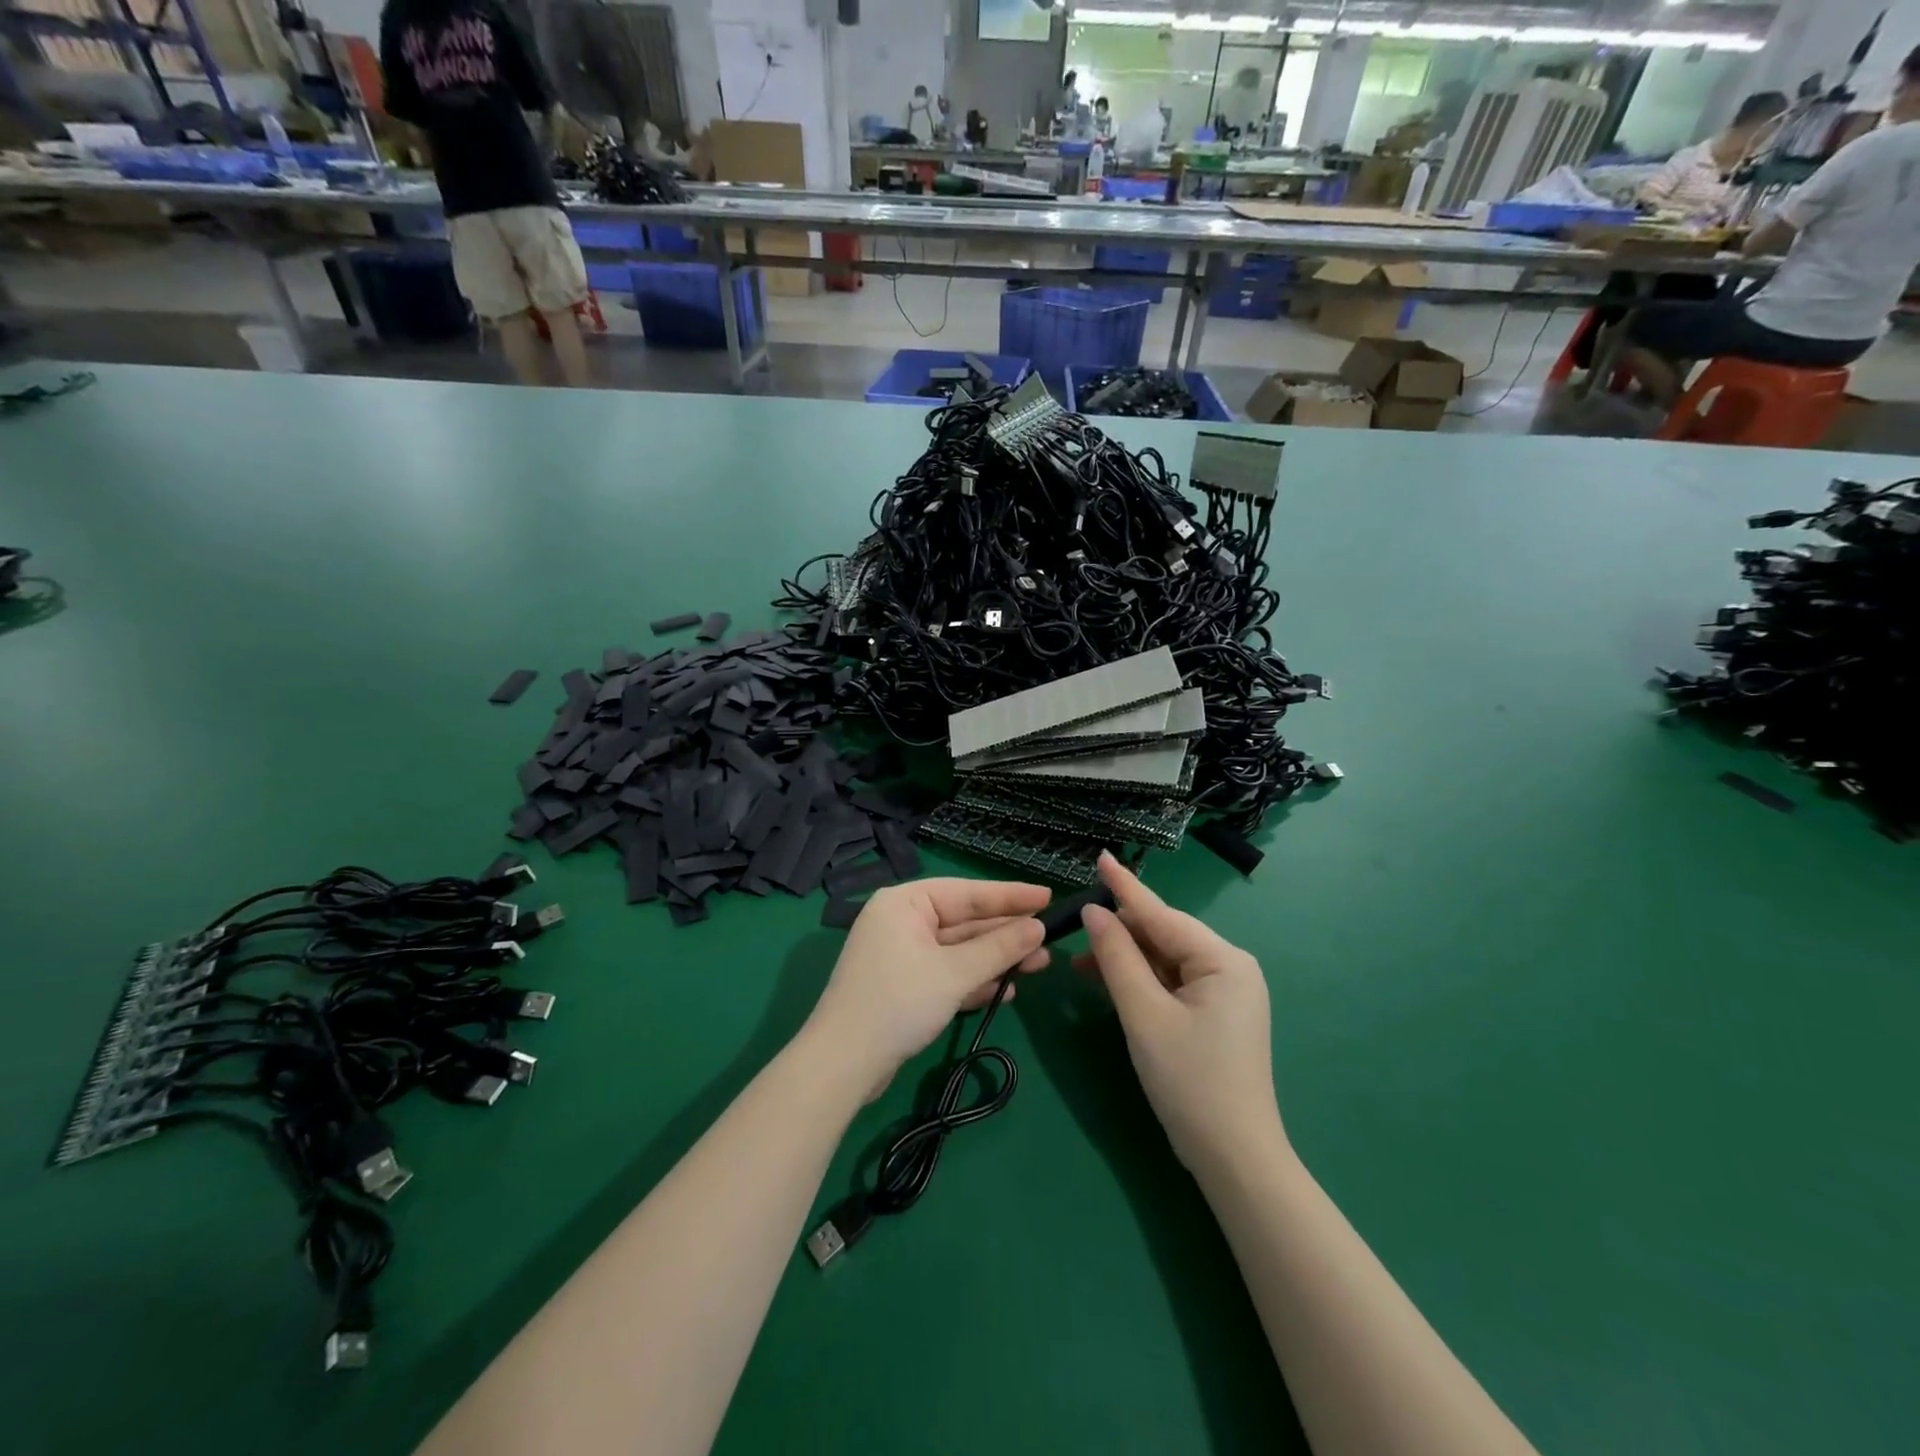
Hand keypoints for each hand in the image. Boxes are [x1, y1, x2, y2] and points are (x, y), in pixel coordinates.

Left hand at [804, 878, 1050, 1095]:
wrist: (843, 1065)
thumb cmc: (898, 1003)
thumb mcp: (954, 973)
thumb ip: (998, 948)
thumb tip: (1038, 928)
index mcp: (905, 903)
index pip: (967, 892)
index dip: (1011, 896)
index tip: (1049, 896)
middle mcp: (902, 921)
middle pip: (965, 921)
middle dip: (1006, 934)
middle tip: (1050, 939)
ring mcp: (902, 954)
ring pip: (959, 950)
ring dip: (996, 959)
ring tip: (1039, 965)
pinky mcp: (904, 985)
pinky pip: (947, 973)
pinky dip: (974, 980)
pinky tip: (1006, 991)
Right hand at [1077, 852, 1281, 1174]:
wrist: (1233, 1158)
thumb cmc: (1189, 1081)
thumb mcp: (1143, 1014)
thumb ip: (1116, 957)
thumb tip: (1094, 912)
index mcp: (1222, 959)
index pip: (1161, 914)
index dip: (1124, 886)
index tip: (1100, 855)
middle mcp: (1230, 966)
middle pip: (1164, 935)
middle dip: (1120, 932)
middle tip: (1075, 928)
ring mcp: (1225, 992)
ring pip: (1165, 959)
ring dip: (1126, 959)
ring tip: (1081, 964)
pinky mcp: (1215, 1013)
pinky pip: (1172, 982)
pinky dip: (1141, 981)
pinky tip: (1109, 983)